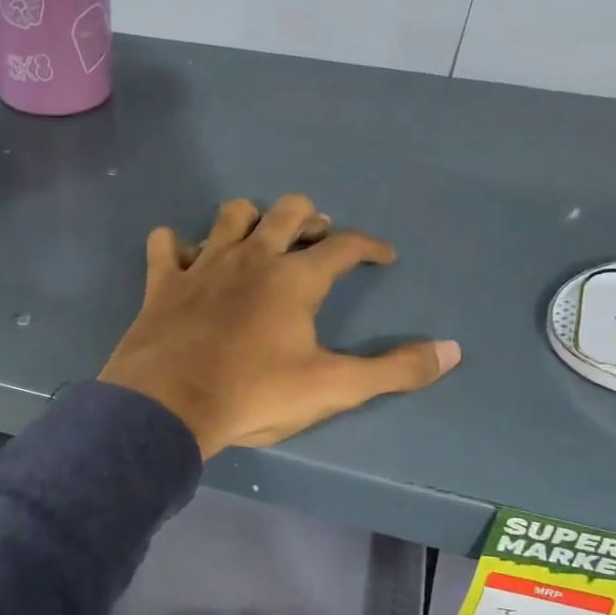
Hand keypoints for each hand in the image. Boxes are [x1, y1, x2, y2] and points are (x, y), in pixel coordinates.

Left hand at [97, 195, 459, 456]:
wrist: (170, 404)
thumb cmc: (254, 394)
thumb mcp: (332, 388)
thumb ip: (393, 370)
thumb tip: (452, 351)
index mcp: (296, 279)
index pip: (345, 246)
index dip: (370, 246)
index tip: (383, 256)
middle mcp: (252, 257)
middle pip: (288, 211)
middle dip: (310, 217)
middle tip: (317, 238)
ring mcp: (204, 264)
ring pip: (231, 215)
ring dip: (250, 220)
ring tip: (259, 241)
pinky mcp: (163, 281)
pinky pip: (165, 244)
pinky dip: (176, 246)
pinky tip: (185, 258)